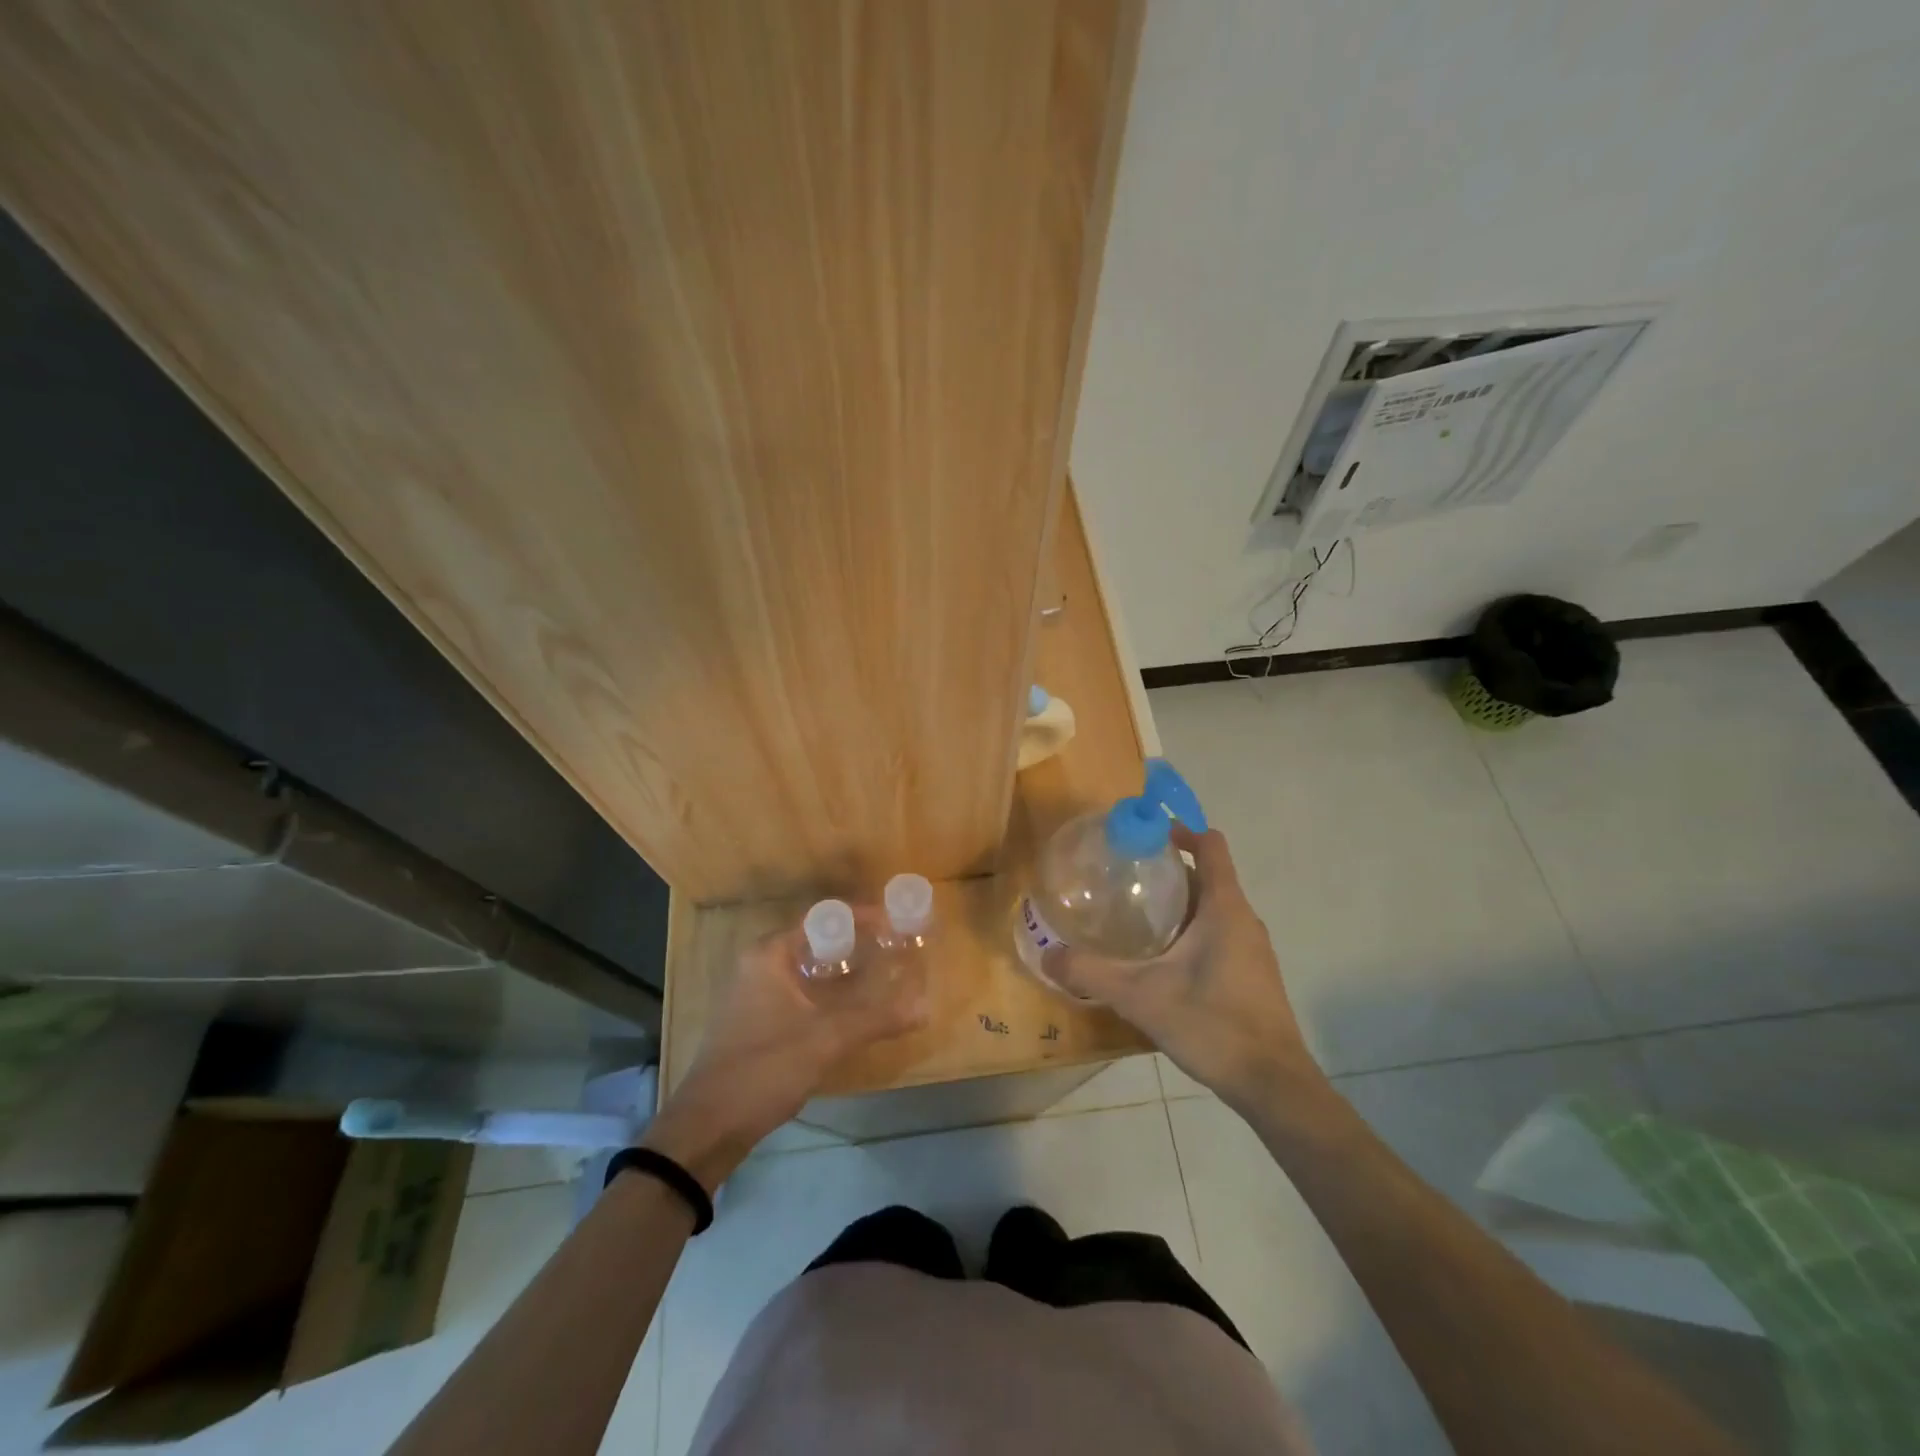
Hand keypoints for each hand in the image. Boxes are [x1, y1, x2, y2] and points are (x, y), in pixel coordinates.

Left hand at [643, 926, 927, 1190]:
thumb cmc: (764, 1068)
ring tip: (882, 975)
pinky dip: (828, 994)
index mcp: (769, 954)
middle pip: (816, 941)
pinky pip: (800, 992)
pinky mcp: (755, 1021)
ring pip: (808, 969)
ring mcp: (754, 994)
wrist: (707, 1127)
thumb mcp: (826, 1040)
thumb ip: (876, 1018)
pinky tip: (852, 1010)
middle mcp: (759, 965)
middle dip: (857, 944)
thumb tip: (925, 1006)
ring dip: (843, 971)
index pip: (822, 918)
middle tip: (895, 949)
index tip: (896, 923)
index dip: (862, 917)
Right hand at [1043, 826, 1319, 1108]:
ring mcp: (1252, 948)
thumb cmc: (1213, 1025)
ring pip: (1213, 907)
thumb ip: (1092, 974)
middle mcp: (1244, 919)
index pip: (1210, 845)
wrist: (1273, 1085)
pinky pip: (1220, 933)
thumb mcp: (1141, 997)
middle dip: (1166, 870)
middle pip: (1207, 875)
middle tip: (1122, 878)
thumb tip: (1048, 956)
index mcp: (1225, 908)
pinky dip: (1191, 929)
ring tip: (1135, 915)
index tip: (1142, 837)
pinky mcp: (1252, 974)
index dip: (1179, 831)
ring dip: (1178, 902)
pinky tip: (1161, 960)